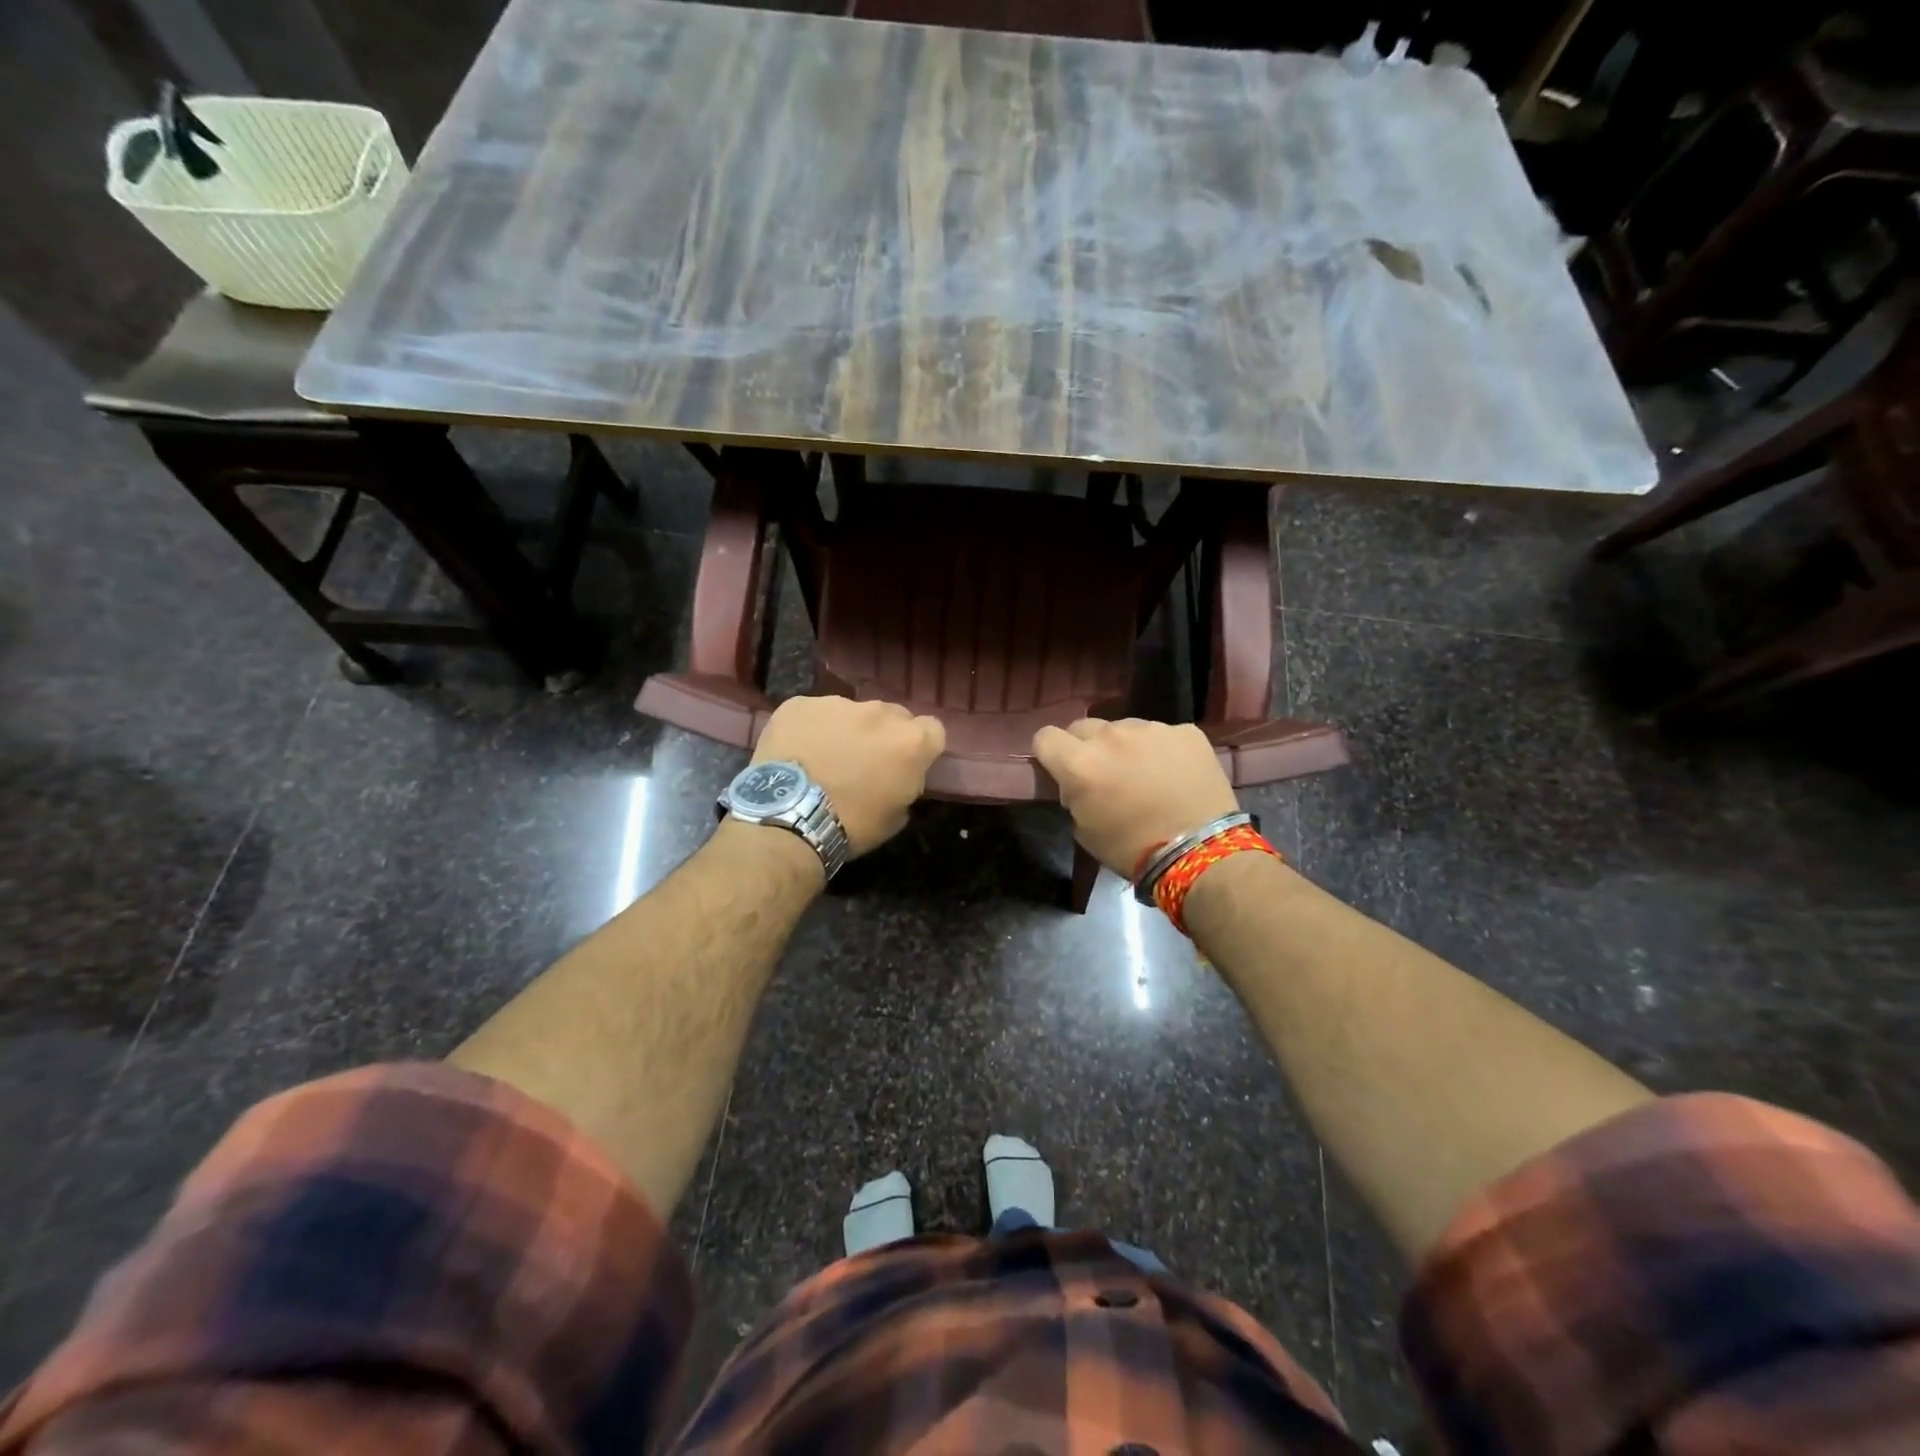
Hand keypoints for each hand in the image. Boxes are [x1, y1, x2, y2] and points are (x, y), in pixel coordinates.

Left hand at [753, 695, 945, 855]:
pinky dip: (810, 729)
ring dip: (846, 730)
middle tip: (864, 762)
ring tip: (824, 758)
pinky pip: (813, 713)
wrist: (788, 818)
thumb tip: (900, 777)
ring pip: (851, 713)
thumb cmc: (851, 825)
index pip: (933, 730)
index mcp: (911, 741)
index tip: (906, 764)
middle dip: (884, 735)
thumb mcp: (896, 816)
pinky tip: (797, 752)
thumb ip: (907, 785)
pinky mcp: (799, 703)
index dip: (921, 747)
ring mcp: (837, 704)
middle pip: (892, 716)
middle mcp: (879, 712)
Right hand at [1031, 718, 1238, 877]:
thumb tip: (1077, 785)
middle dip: (1086, 747)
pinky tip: (1175, 774)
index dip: (1049, 752)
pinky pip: (1162, 734)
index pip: (1045, 736)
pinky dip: (1162, 750)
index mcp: (1080, 763)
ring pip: (1124, 728)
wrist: (1201, 851)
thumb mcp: (1085, 831)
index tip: (1060, 769)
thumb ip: (1073, 796)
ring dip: (1125, 746)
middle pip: (1083, 727)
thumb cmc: (1133, 849)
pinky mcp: (1186, 731)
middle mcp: (1111, 736)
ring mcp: (1151, 729)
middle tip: (1103, 774)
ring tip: (1145, 774)